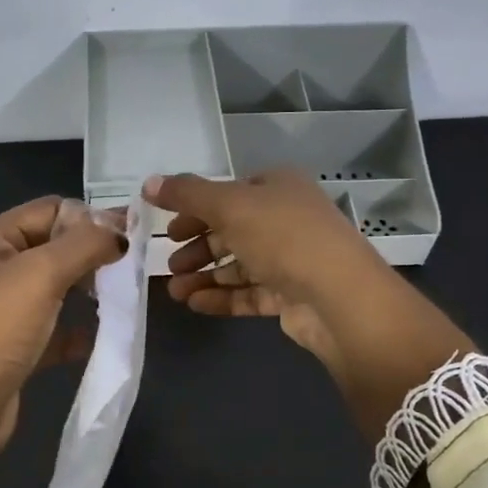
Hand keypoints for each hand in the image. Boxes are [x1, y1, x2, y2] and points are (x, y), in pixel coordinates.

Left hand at [0, 198, 125, 487]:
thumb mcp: (39, 275)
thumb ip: (83, 245)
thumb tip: (119, 230)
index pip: (51, 209)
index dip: (91, 218)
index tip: (130, 238)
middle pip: (56, 248)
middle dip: (94, 255)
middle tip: (130, 271)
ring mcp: (6, 311)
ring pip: (59, 289)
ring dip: (90, 293)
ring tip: (122, 301)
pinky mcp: (16, 349)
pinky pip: (55, 330)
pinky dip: (78, 332)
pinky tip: (100, 340)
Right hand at [153, 168, 379, 375]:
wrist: (338, 296)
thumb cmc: (283, 237)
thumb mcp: (229, 205)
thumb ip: (187, 194)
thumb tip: (148, 182)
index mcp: (278, 187)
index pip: (229, 193)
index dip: (195, 209)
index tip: (167, 229)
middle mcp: (286, 218)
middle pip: (231, 230)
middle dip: (197, 248)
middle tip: (171, 265)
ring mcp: (292, 259)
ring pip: (239, 264)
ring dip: (205, 276)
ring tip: (175, 291)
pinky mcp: (292, 295)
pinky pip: (250, 293)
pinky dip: (222, 297)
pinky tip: (195, 304)